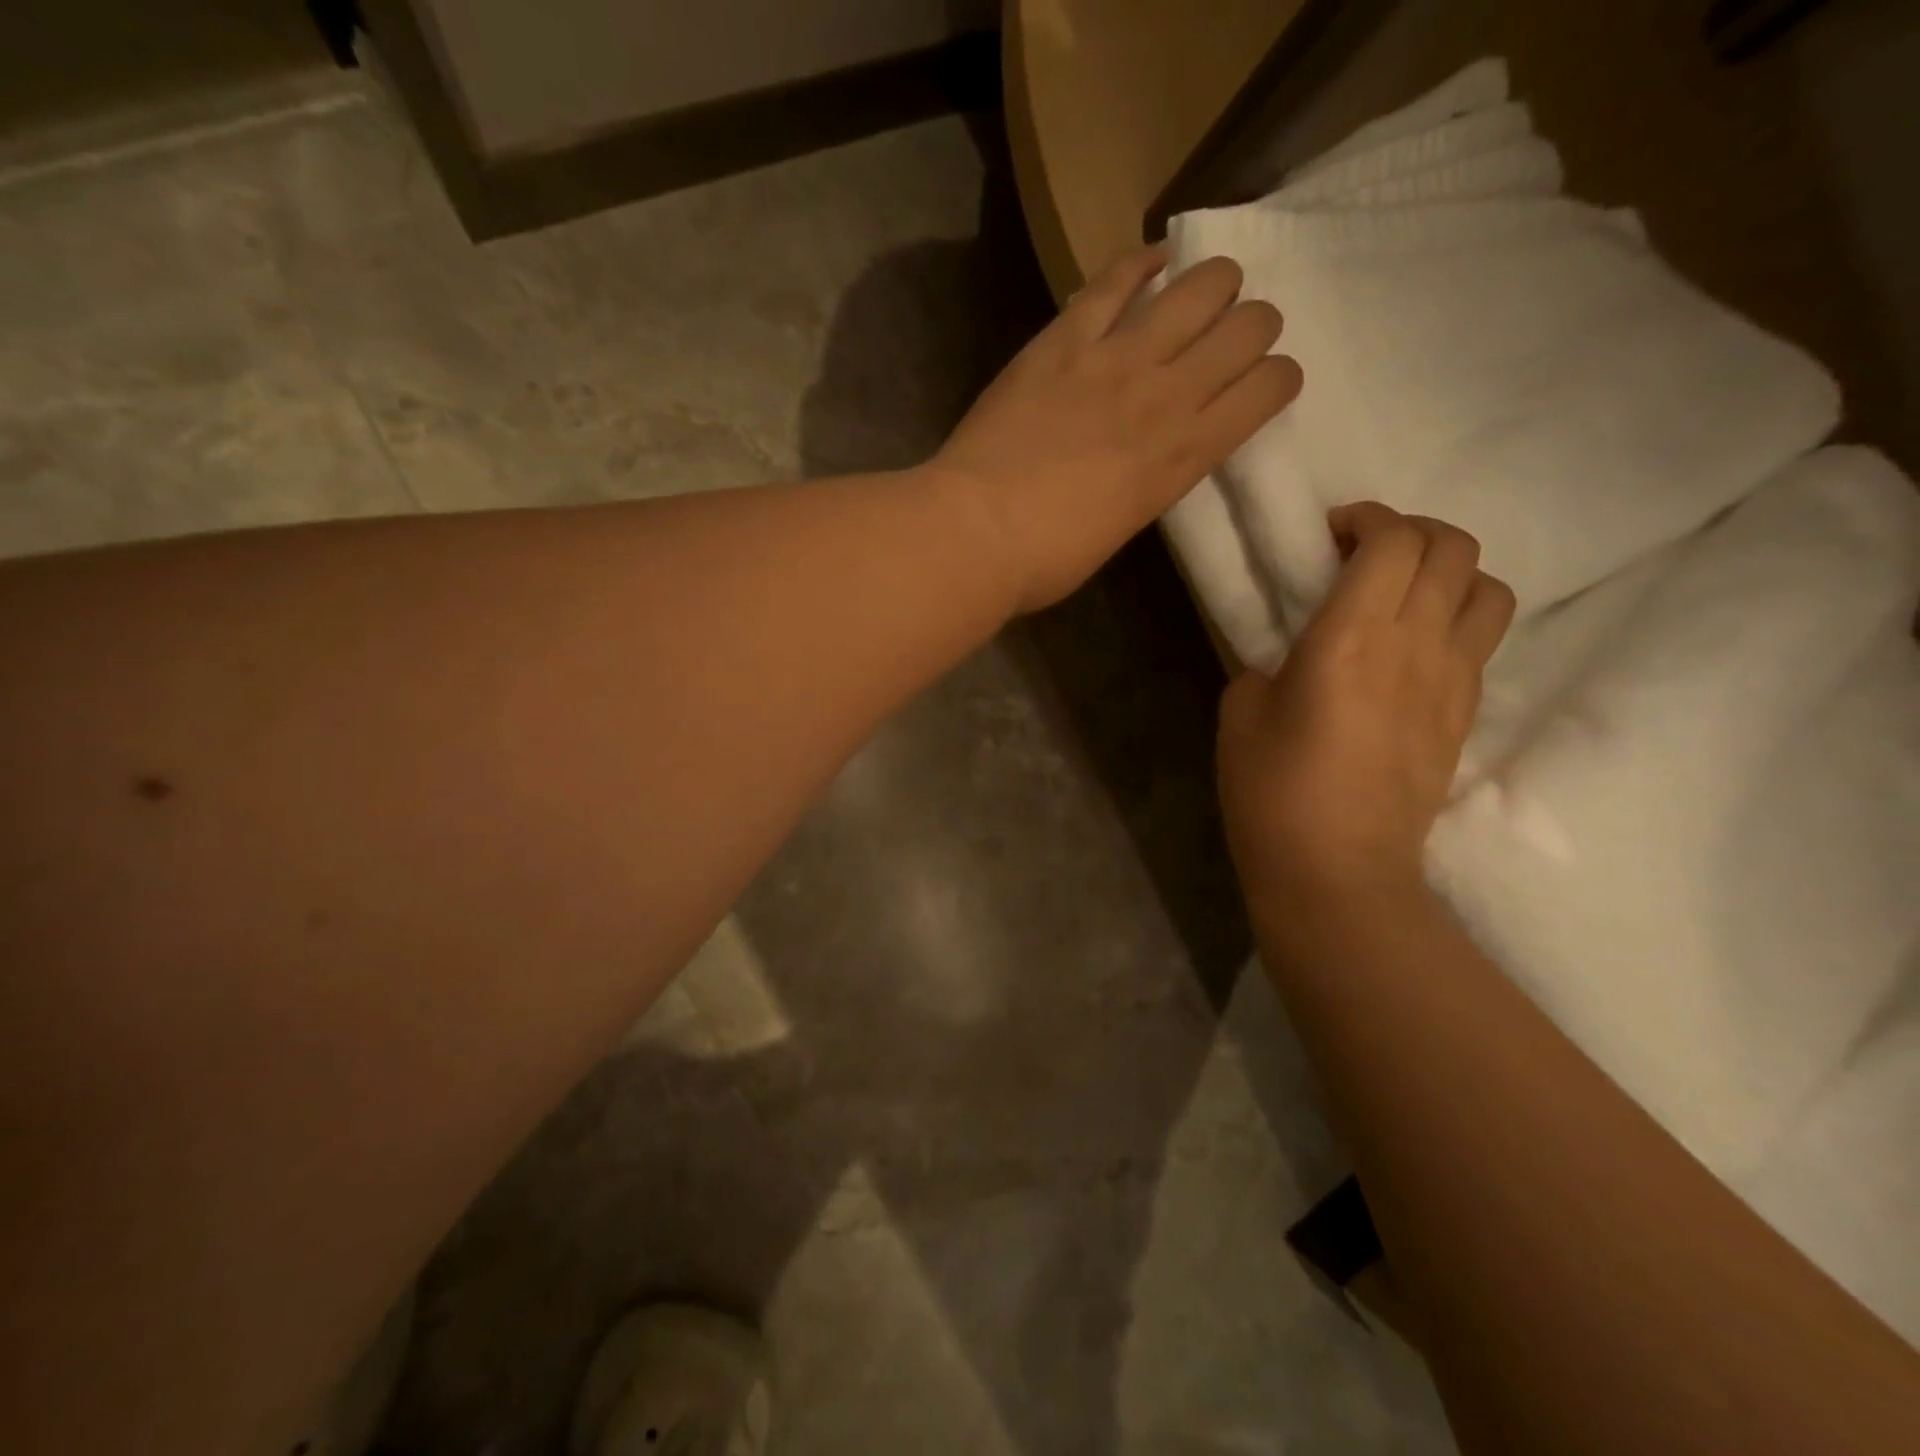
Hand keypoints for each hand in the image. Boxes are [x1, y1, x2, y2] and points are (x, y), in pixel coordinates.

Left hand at [932, 246, 1302, 612]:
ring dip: (1214, 284)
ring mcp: (1116, 358)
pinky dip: (1140, 263)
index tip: (1258, 385)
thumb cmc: (1047, 557)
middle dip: (1253, 327)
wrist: (977, 532)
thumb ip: (1153, 480)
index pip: (1270, 388)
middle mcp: (1168, 395)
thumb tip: (1153, 456)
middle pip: (1250, 326)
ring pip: (1202, 285)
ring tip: (1199, 296)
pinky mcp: (1065, 338)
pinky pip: (1116, 278)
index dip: (1276, 378)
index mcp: (1186, 456)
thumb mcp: (1124, 526)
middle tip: (1229, 339)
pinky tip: (1150, 263)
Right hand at [1217, 503, 1515, 914]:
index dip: (1367, 518)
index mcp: (1350, 638)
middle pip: (1454, 548)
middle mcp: (1415, 645)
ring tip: (1404, 593)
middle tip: (1366, 553)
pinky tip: (1413, 647)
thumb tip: (1290, 658)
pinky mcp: (1465, 714)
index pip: (1394, 541)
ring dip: (1449, 571)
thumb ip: (1265, 666)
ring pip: (1488, 588)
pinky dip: (1456, 617)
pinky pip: (1481, 639)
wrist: (1337, 871)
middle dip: (1412, 531)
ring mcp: (1452, 680)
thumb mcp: (1240, 715)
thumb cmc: (1272, 792)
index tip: (1332, 533)